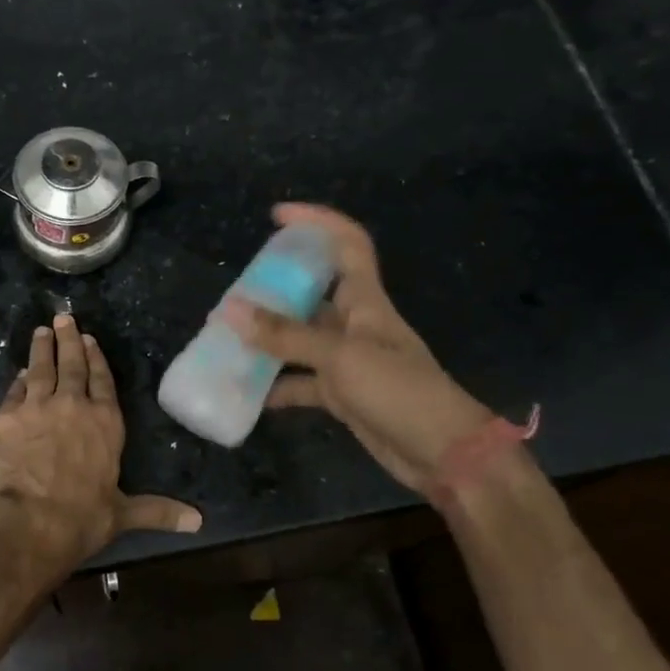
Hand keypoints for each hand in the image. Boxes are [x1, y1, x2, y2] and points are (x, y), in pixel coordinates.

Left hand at [0, 313, 201, 561]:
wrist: (29, 524)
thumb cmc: (82, 518)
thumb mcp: (123, 514)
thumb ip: (158, 511)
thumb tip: (198, 522)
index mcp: (105, 422)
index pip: (102, 381)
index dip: (96, 359)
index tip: (89, 340)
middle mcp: (73, 405)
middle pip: (71, 365)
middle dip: (68, 340)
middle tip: (64, 318)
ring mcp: (37, 407)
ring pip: (40, 369)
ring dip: (42, 348)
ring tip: (42, 331)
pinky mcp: (6, 417)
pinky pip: (14, 392)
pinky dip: (18, 381)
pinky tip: (19, 374)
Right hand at [224, 203, 495, 495]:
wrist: (443, 453)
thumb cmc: (399, 391)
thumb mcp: (341, 357)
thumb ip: (285, 336)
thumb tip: (230, 310)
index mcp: (365, 301)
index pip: (347, 244)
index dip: (316, 222)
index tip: (277, 216)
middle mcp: (354, 324)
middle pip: (311, 292)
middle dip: (274, 289)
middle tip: (234, 294)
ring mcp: (347, 361)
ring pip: (300, 340)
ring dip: (268, 340)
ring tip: (226, 339)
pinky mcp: (342, 395)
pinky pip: (301, 382)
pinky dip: (276, 386)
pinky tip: (246, 391)